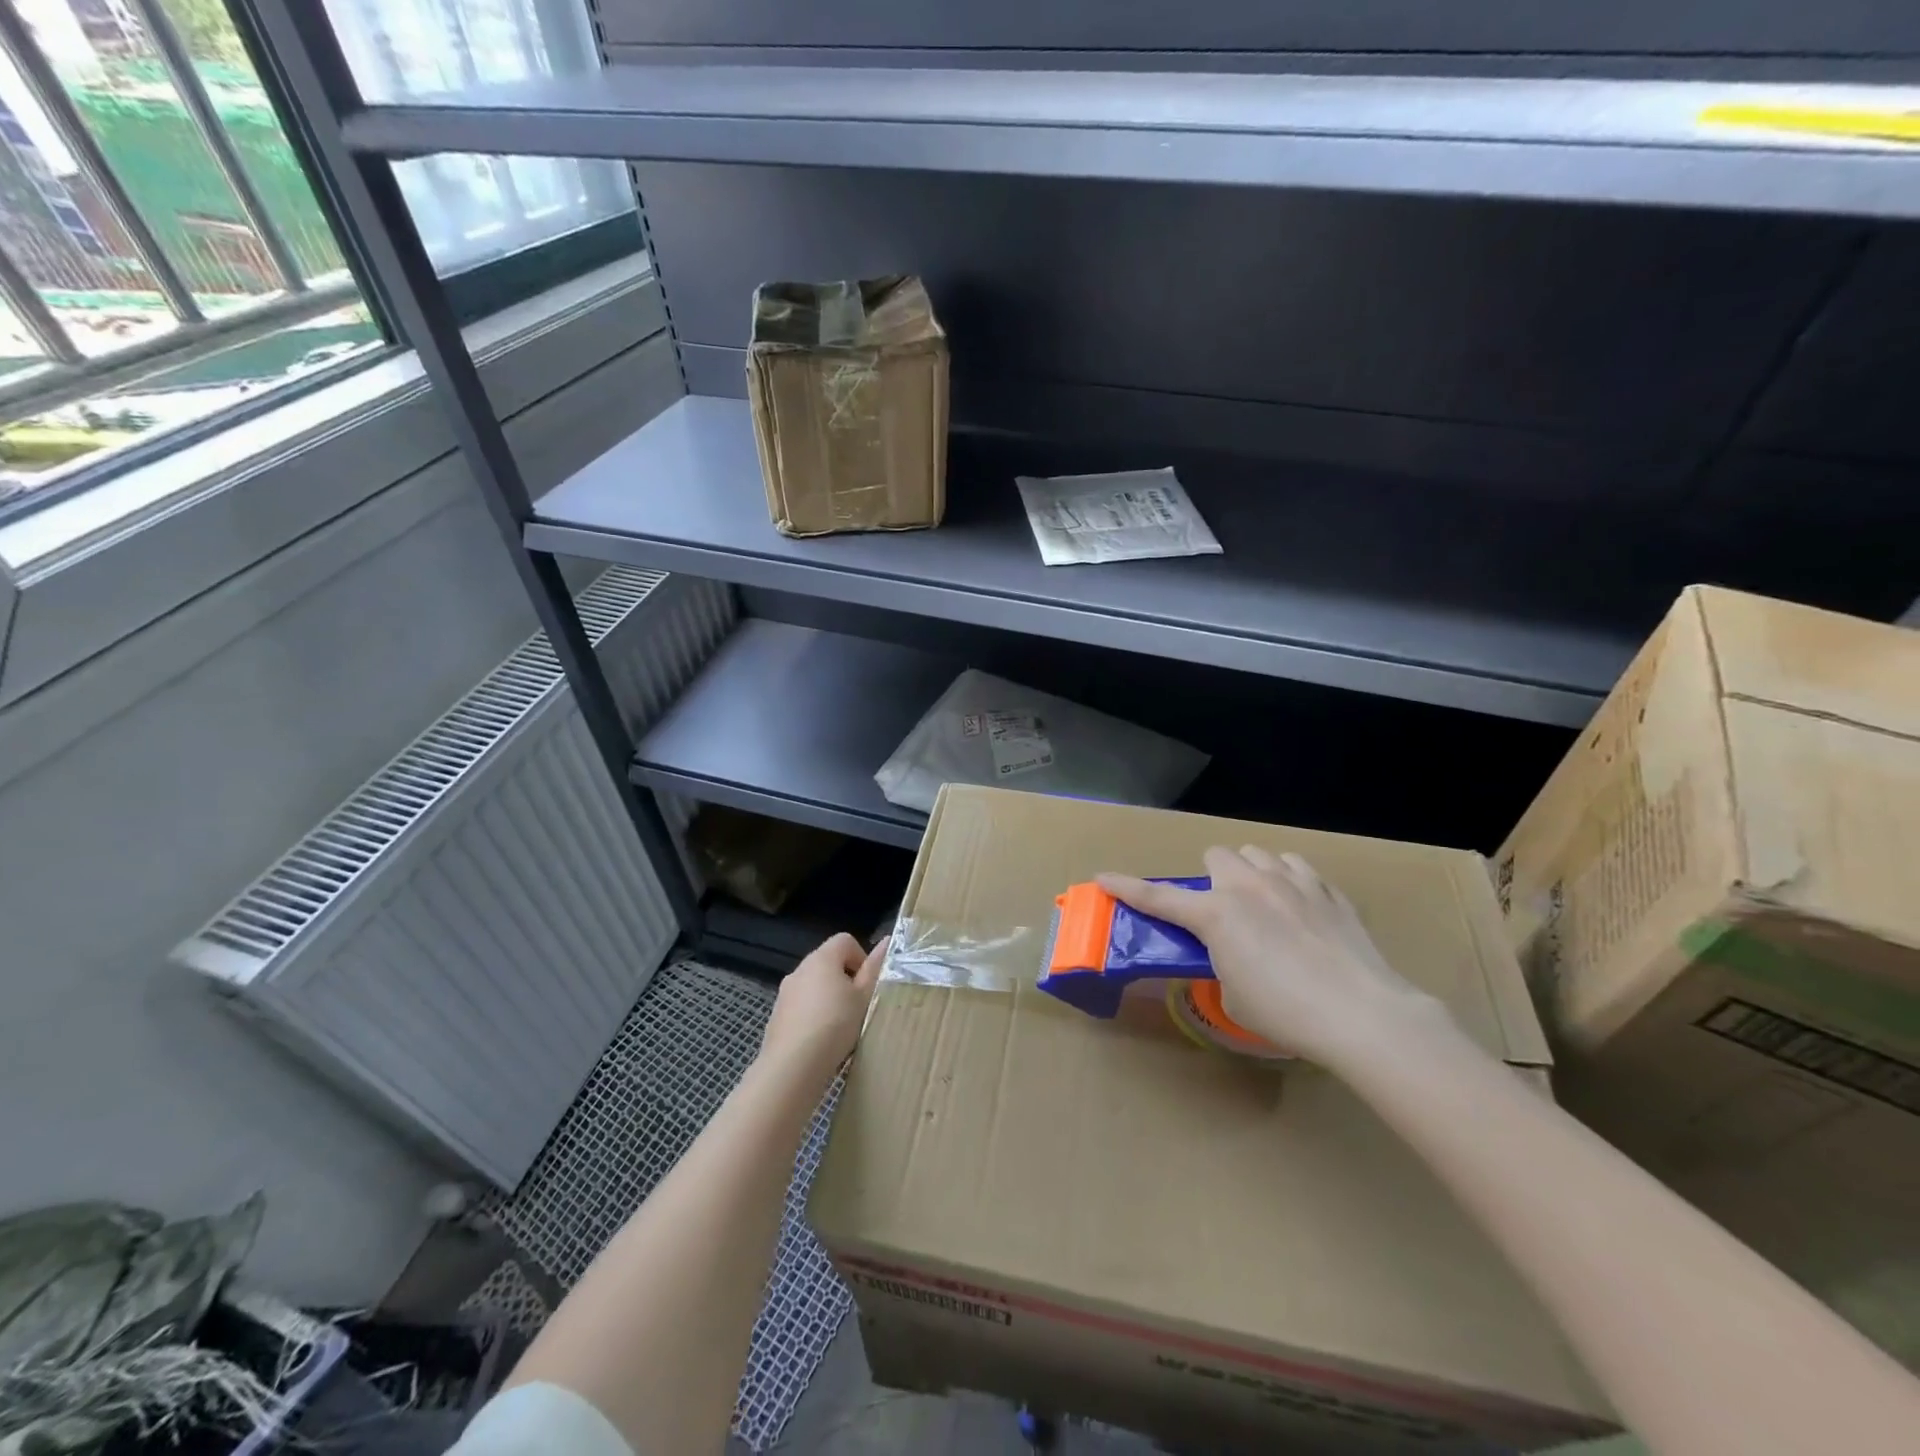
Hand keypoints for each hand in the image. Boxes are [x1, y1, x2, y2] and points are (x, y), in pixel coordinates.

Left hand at [759, 932, 884, 1082]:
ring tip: (840, 1027)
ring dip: (829, 998)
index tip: (867, 986)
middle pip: (828, 962)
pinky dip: (812, 1014)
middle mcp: (800, 968)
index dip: (861, 958)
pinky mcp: (777, 1015)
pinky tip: (820, 1040)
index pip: (845, 940)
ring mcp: (785, 992)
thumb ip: (874, 969)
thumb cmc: (835, 1025)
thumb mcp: (863, 997)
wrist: (791, 1066)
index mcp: (822, 958)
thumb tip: (886, 941)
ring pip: (814, 985)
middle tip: (857, 1007)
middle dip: (846, 980)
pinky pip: (801, 1006)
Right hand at [1098, 847, 1452, 1068]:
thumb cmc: (1286, 1013)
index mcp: (1216, 914)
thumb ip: (1222, 962)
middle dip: (1212, 878)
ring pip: (1257, 853)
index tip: (1103, 878)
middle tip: (1222, 912)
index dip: (1127, 887)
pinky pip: (1296, 866)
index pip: (1158, 898)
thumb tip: (1231, 954)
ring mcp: (1291, 882)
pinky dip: (1287, 879)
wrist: (1362, 1014)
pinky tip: (1299, 907)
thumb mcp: (1234, 995)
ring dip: (1249, 872)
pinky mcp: (1327, 890)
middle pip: (1216, 855)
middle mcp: (1248, 886)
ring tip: (1262, 903)